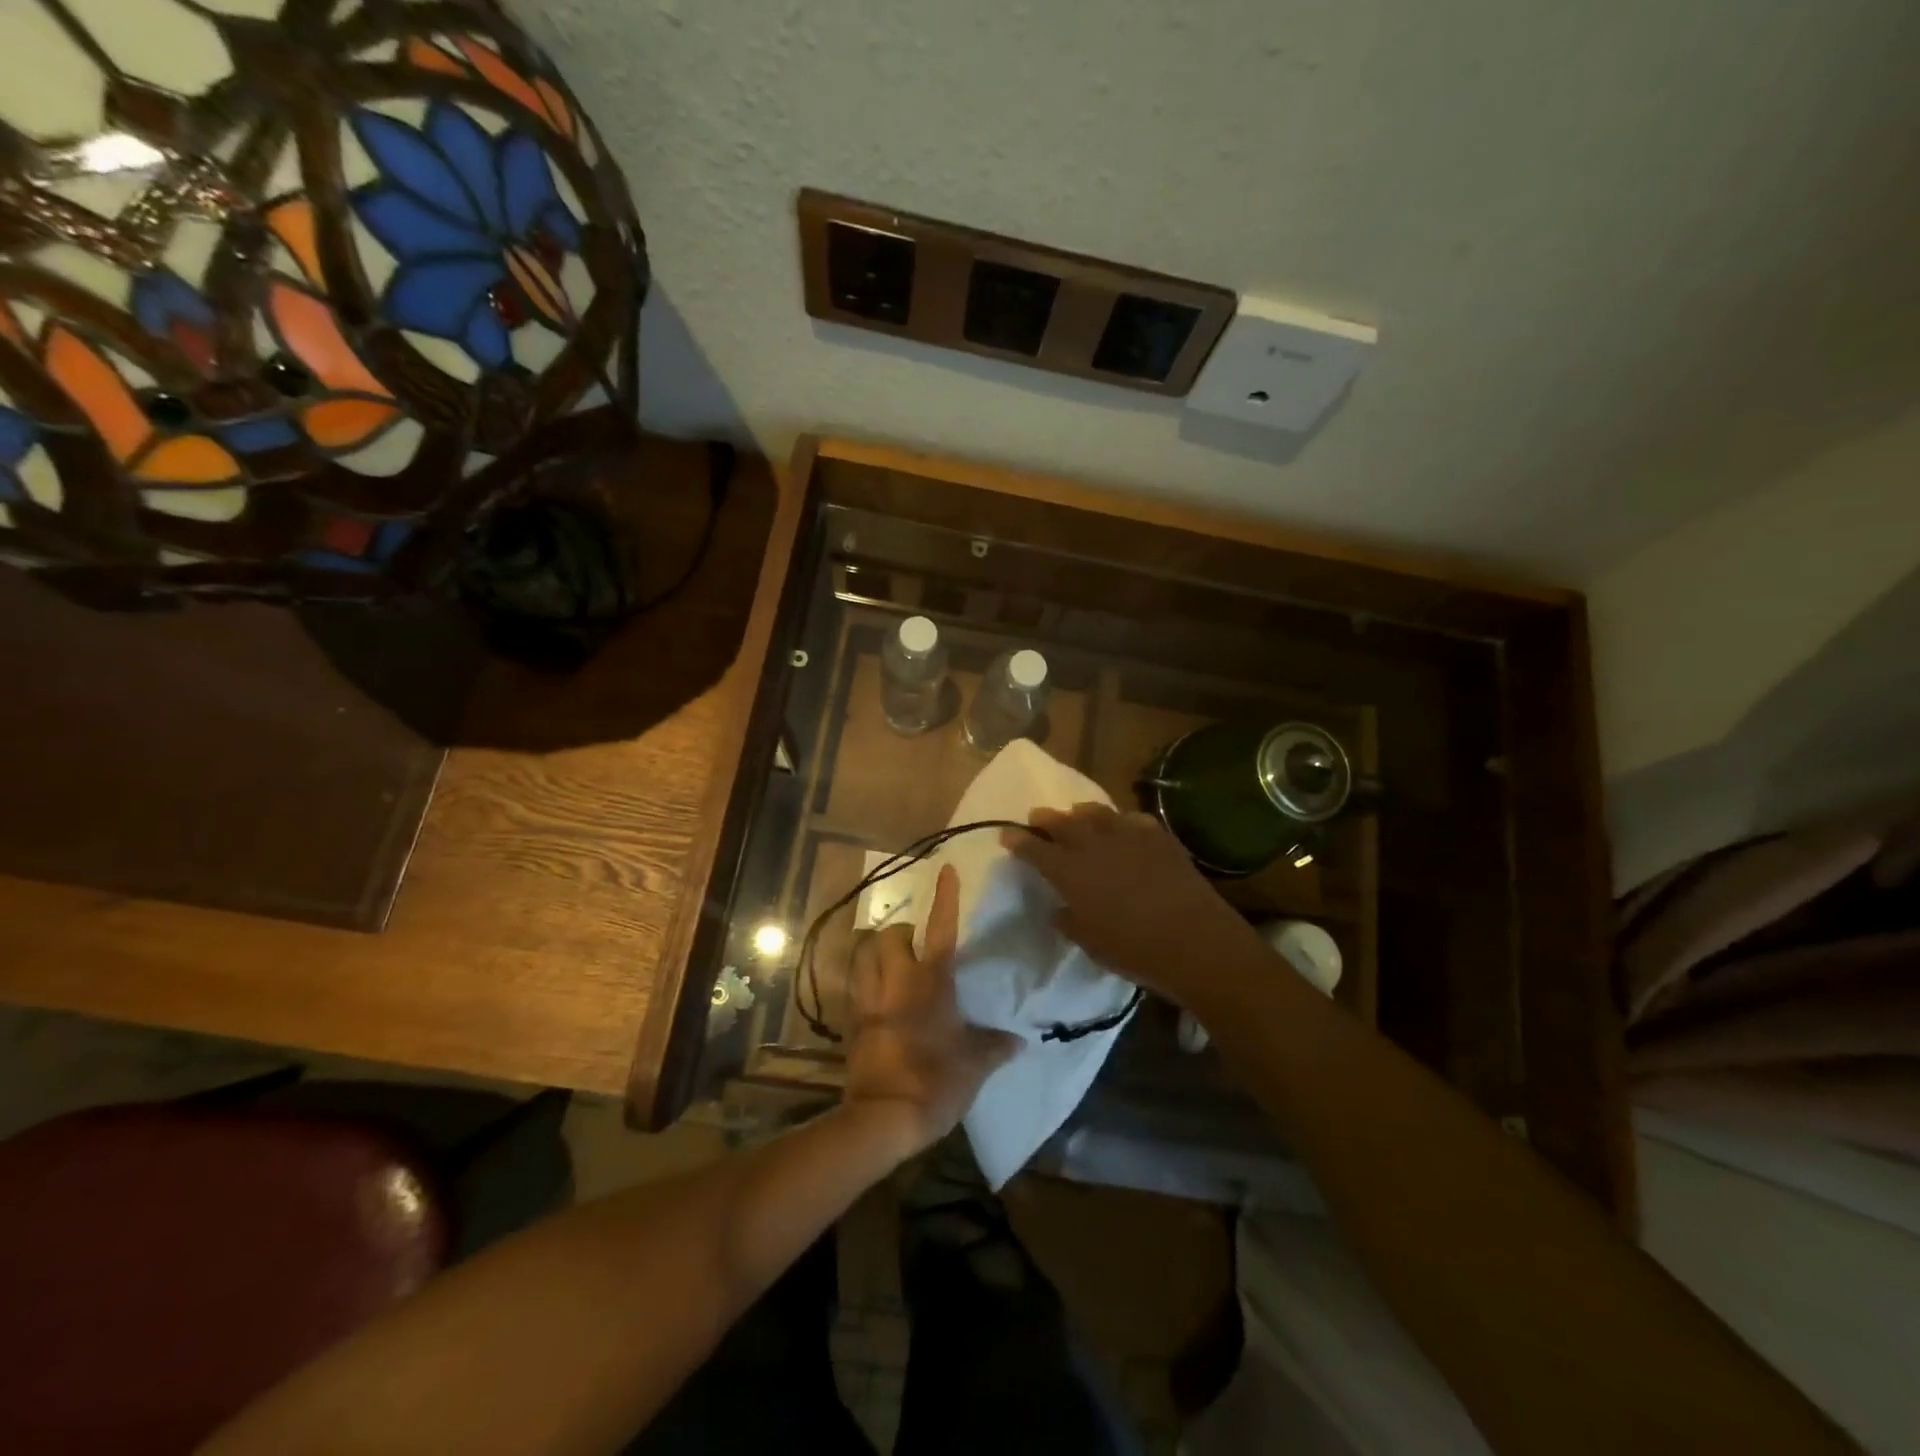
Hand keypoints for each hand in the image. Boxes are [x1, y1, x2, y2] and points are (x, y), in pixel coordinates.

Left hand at [842, 864, 1021, 1160]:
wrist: (883, 1118)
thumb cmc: (936, 1082)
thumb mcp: (976, 1066)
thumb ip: (996, 1047)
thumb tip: (1019, 1040)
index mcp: (930, 982)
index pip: (940, 928)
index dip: (945, 897)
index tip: (946, 869)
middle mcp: (895, 982)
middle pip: (888, 936)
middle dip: (900, 934)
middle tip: (914, 945)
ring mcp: (868, 1000)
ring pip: (863, 956)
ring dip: (875, 953)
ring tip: (889, 964)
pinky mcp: (851, 1022)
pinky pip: (854, 988)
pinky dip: (863, 983)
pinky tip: (877, 999)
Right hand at [1005, 803, 1263, 1006]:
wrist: (1194, 941)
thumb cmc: (1134, 950)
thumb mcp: (1090, 943)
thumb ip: (1069, 921)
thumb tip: (1059, 909)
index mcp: (1070, 872)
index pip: (1034, 849)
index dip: (1018, 840)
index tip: (1007, 835)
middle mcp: (1094, 846)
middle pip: (1062, 822)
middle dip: (1045, 819)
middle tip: (1036, 817)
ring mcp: (1128, 837)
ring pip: (1097, 813)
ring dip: (1081, 814)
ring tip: (1077, 815)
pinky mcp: (1159, 838)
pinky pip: (1134, 820)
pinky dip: (1122, 822)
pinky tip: (1124, 828)